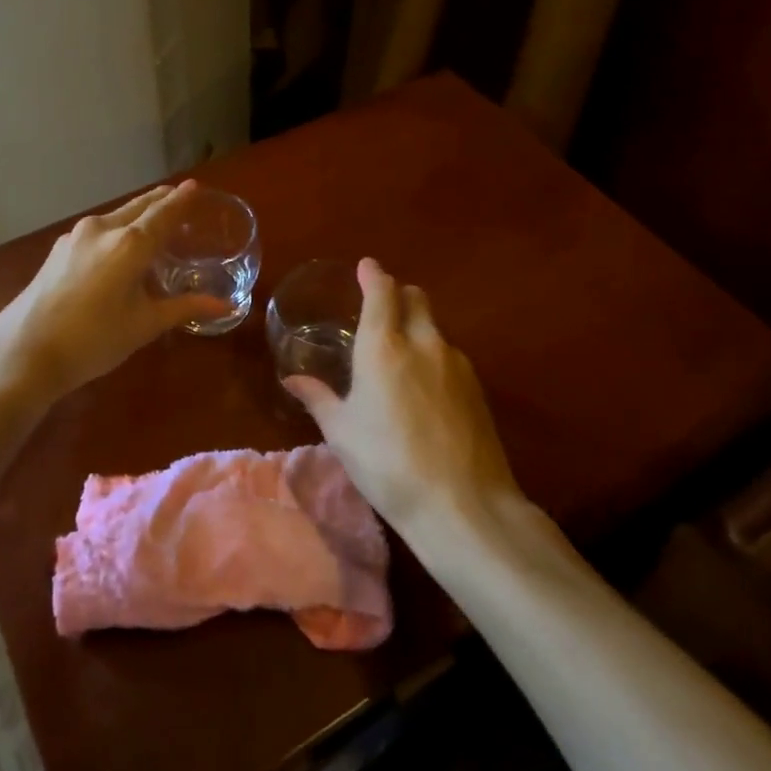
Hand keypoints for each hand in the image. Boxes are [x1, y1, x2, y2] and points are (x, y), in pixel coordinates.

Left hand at [0, 181, 228, 402]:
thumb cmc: (93, 340)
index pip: (164, 212)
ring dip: (137, 215)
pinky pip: (97, 231)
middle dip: (160, 201)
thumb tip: (225, 306)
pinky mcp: (58, 250)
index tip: (195, 187)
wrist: (23, 352)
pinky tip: (119, 249)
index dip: (181, 199)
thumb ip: (184, 308)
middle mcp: (103, 229)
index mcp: (129, 243)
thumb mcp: (144, 325)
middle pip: (138, 206)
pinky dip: (117, 230)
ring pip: (115, 217)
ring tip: (153, 225)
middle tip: (180, 200)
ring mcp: (75, 237)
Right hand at [284, 258, 521, 535]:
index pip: (381, 291)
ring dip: (417, 326)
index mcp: (383, 347)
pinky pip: (450, 354)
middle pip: (415, 298)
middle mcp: (423, 343)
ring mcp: (457, 364)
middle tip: (380, 308)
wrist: (463, 505)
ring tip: (399, 356)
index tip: (365, 266)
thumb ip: (318, 398)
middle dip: (398, 294)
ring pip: (435, 327)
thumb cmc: (388, 465)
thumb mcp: (342, 433)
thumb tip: (292, 379)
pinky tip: (425, 389)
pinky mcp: (478, 388)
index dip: (372, 274)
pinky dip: (433, 355)